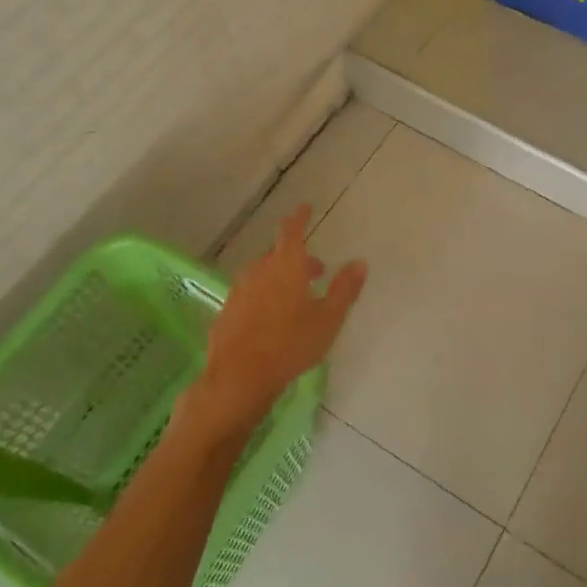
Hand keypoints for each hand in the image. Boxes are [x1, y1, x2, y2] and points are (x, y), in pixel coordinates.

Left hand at [190, 205, 366, 433]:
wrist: (238, 379)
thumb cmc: (290, 344)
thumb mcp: (328, 319)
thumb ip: (344, 289)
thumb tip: (359, 262)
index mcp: (285, 266)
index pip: (291, 232)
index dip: (299, 218)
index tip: (305, 208)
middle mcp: (259, 272)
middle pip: (277, 255)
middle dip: (297, 257)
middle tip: (316, 270)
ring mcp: (238, 292)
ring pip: (262, 274)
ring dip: (279, 277)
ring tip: (296, 296)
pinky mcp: (226, 313)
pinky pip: (249, 295)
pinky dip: (263, 296)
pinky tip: (271, 318)